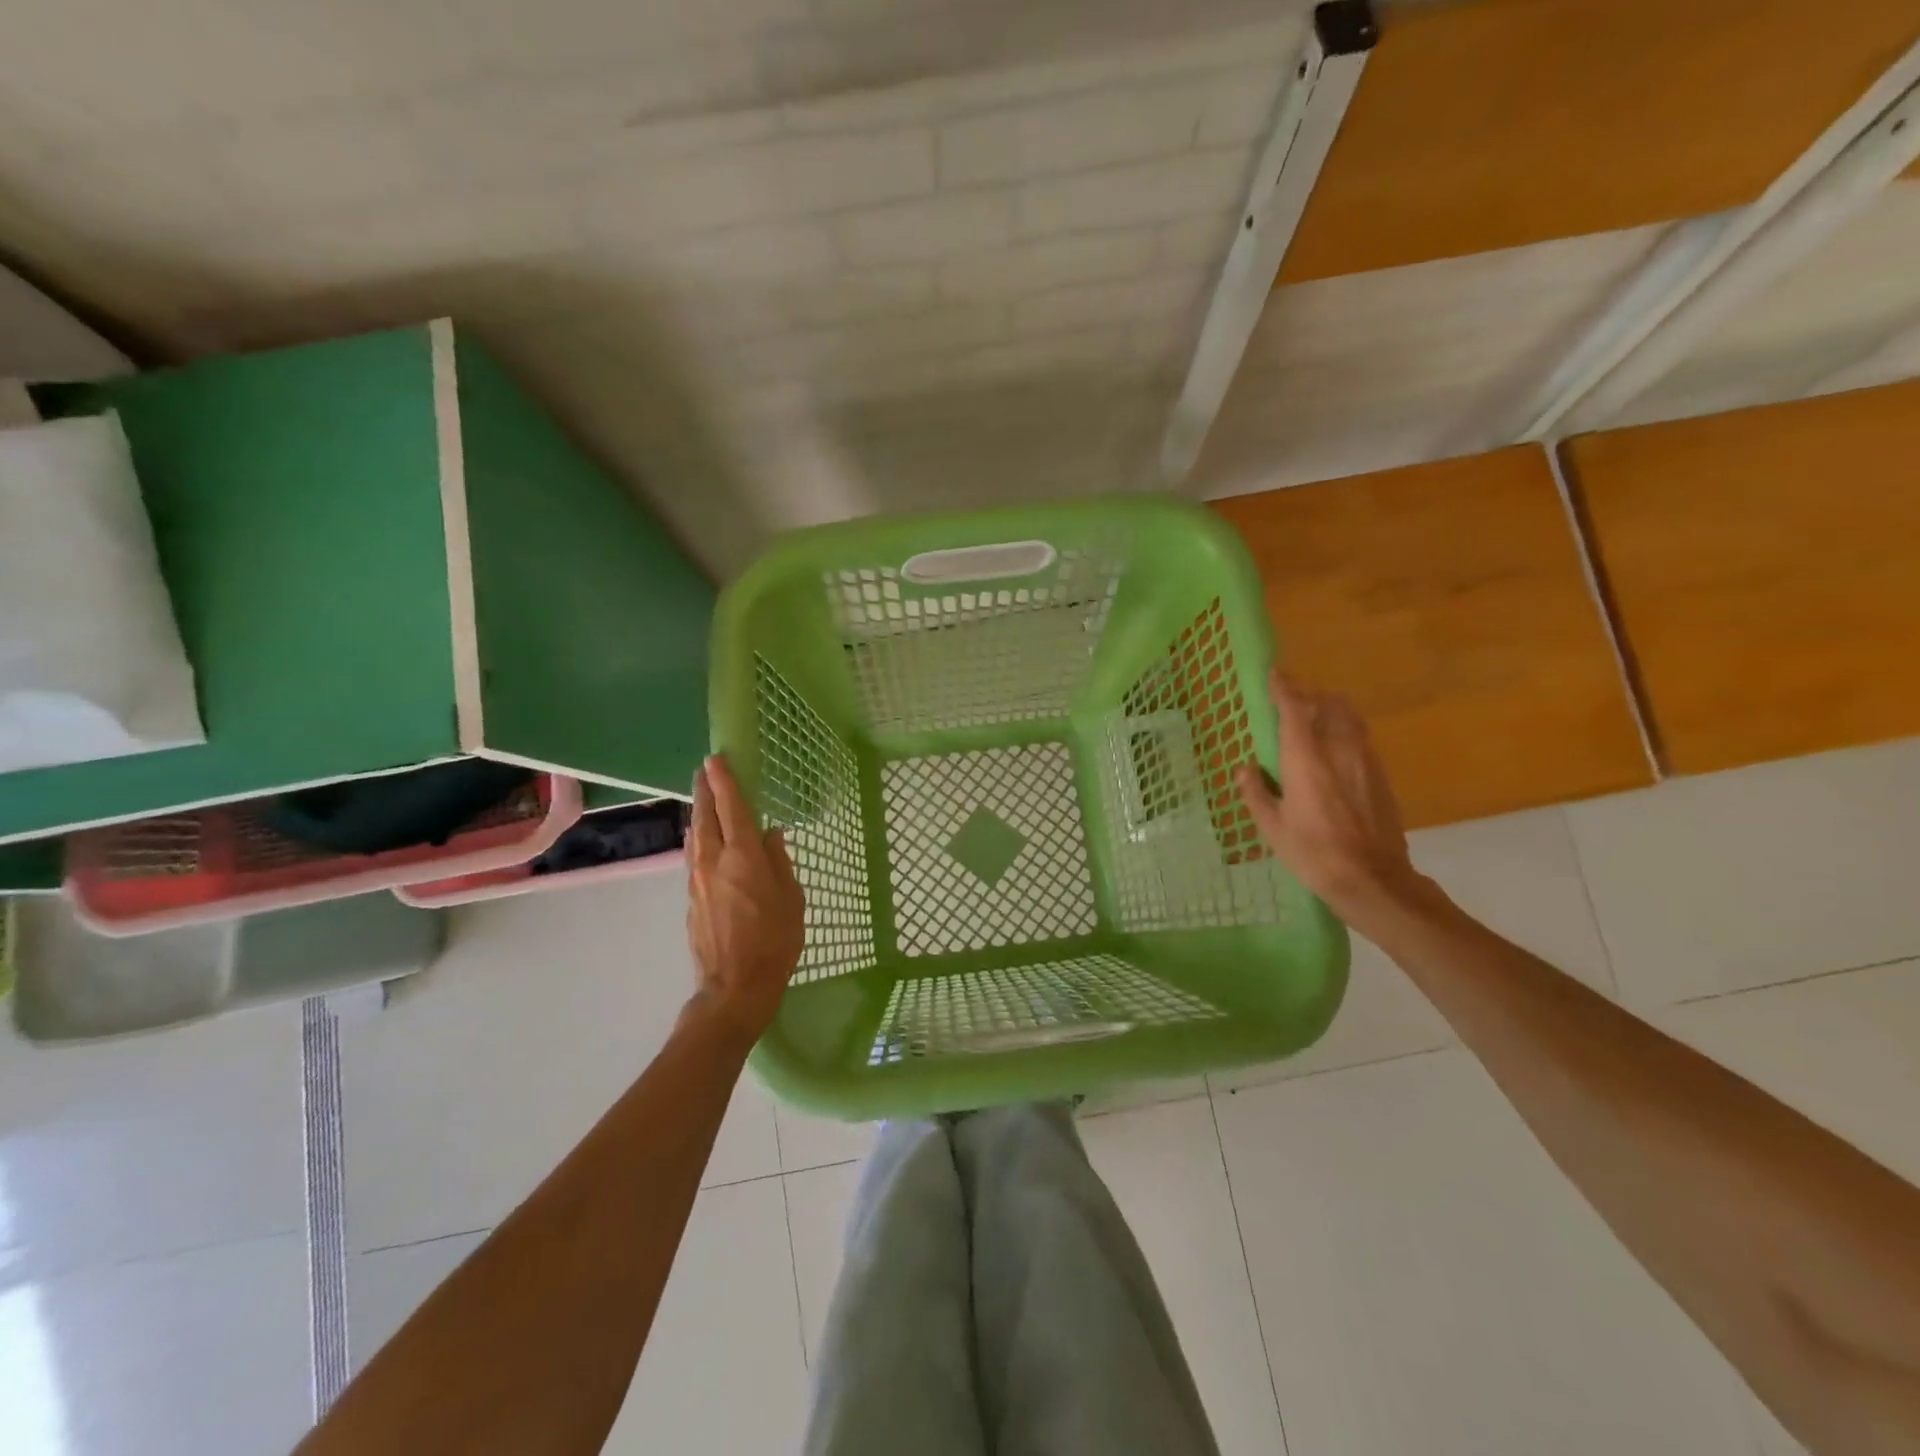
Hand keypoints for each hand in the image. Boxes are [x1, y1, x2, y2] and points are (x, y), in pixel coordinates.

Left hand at [685, 754, 804, 1046]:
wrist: (734, 986)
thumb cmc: (775, 942)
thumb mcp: (792, 900)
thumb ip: (780, 862)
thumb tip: (771, 835)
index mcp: (744, 858)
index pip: (732, 809)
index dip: (725, 782)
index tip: (716, 759)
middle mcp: (715, 861)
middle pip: (706, 817)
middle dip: (705, 790)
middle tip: (704, 769)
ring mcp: (697, 880)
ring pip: (695, 836)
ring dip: (699, 813)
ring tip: (703, 798)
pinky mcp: (690, 898)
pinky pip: (693, 856)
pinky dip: (699, 838)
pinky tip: (703, 838)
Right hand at [1234, 672, 1424, 926]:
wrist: (1373, 879)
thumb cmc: (1313, 854)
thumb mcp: (1272, 827)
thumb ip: (1257, 793)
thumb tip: (1246, 769)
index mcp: (1305, 758)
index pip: (1294, 708)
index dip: (1283, 687)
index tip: (1273, 674)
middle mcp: (1338, 748)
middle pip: (1328, 703)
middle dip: (1309, 696)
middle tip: (1291, 703)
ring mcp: (1365, 760)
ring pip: (1349, 717)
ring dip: (1330, 711)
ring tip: (1314, 722)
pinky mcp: (1381, 775)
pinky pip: (1361, 738)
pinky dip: (1345, 732)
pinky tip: (1334, 753)